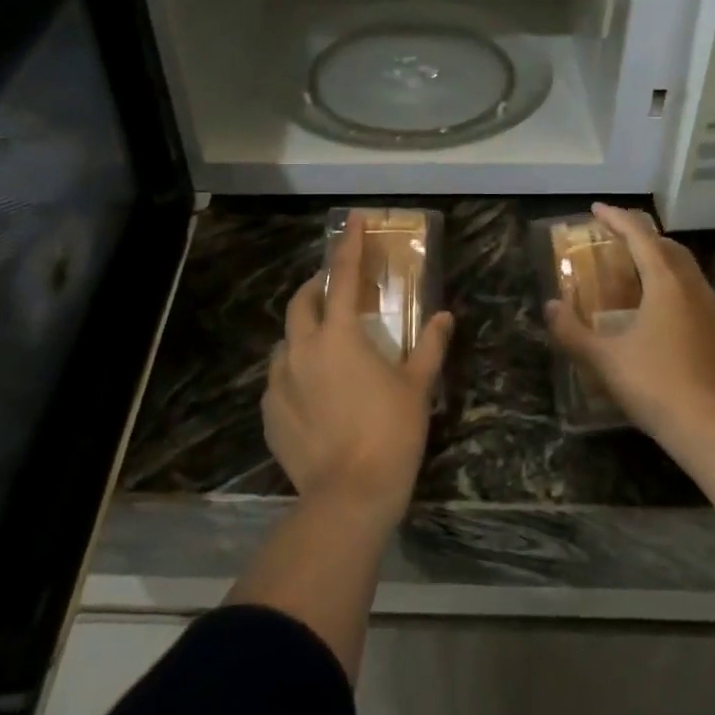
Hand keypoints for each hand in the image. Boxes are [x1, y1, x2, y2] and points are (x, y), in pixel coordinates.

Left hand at [264, 214, 452, 514]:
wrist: (350, 495)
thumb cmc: (391, 432)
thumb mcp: (417, 386)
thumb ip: (429, 346)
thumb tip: (444, 317)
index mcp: (340, 336)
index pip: (344, 277)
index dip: (349, 245)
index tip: (352, 220)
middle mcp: (302, 349)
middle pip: (301, 302)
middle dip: (316, 287)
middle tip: (335, 289)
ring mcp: (279, 381)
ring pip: (286, 341)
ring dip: (304, 333)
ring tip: (325, 346)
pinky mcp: (269, 412)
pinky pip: (278, 378)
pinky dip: (294, 371)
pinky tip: (312, 391)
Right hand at [546, 203, 714, 449]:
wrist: (713, 429)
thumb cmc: (654, 385)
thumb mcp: (603, 359)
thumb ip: (571, 331)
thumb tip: (549, 306)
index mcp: (666, 284)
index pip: (640, 236)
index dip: (616, 218)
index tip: (596, 209)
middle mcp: (695, 289)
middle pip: (669, 247)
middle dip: (643, 236)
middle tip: (618, 237)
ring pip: (688, 271)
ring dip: (663, 261)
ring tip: (640, 271)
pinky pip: (698, 297)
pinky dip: (677, 289)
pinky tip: (665, 314)